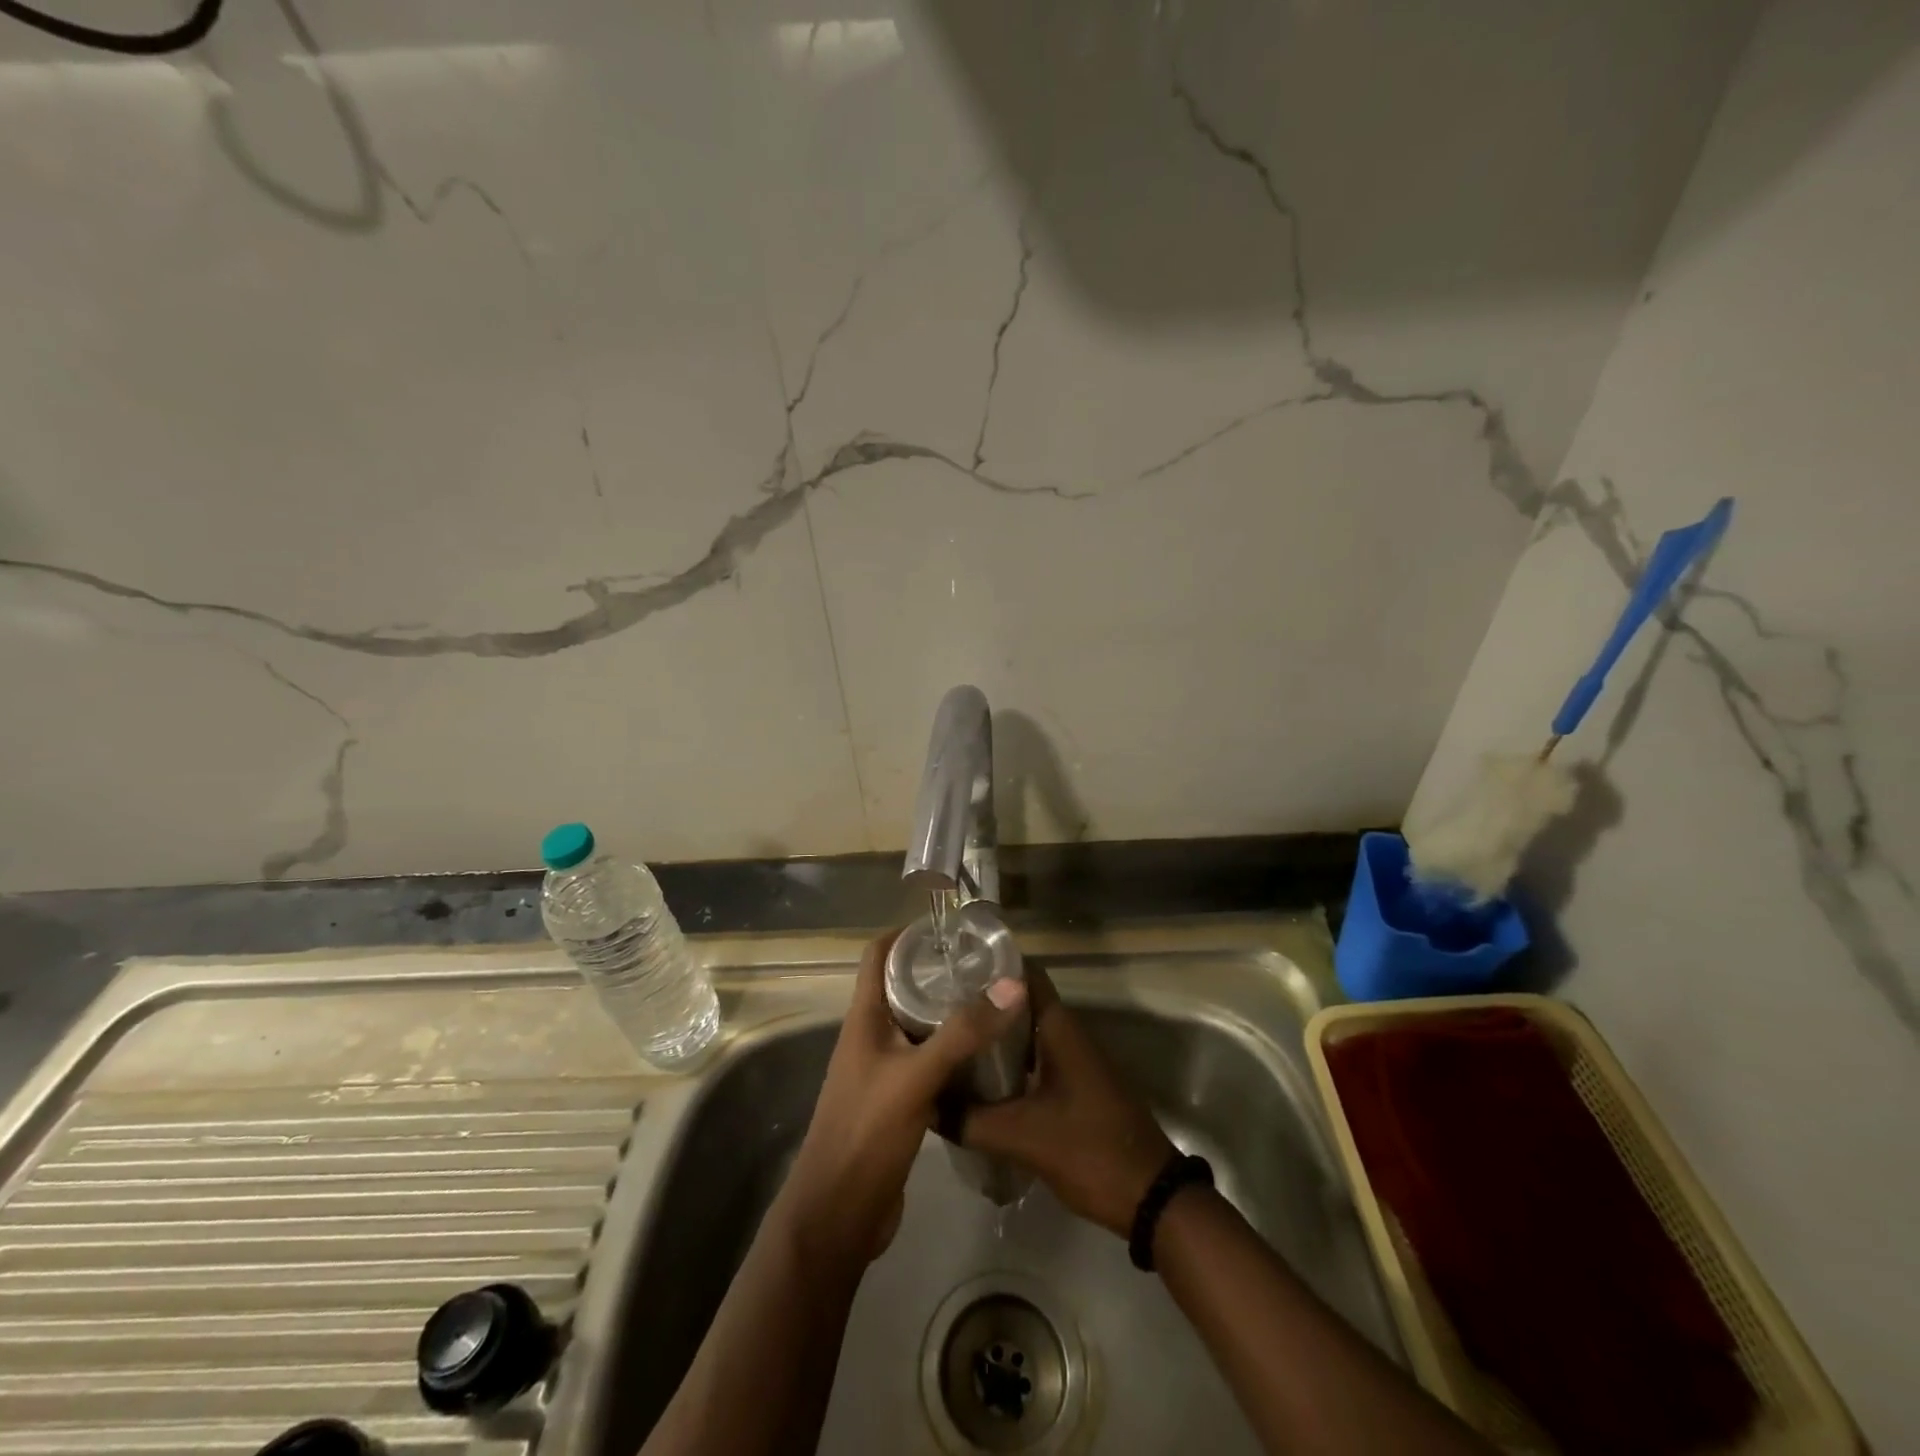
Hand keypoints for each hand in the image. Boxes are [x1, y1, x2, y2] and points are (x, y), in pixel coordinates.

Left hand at [781, 929, 1028, 1268]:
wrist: (838, 1215)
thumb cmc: (866, 1132)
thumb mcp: (916, 1076)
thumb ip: (962, 1033)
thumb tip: (1013, 985)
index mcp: (864, 1018)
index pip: (878, 955)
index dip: (908, 933)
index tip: (951, 926)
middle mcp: (872, 1036)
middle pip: (903, 987)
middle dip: (940, 971)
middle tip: (988, 964)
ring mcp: (884, 1070)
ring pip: (920, 1026)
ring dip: (950, 1012)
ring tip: (995, 1001)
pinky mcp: (899, 1100)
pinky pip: (928, 1061)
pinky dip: (953, 1051)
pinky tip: (987, 1055)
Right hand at [961, 969, 1175, 1237]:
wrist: (1150, 1197)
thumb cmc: (1089, 1150)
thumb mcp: (1022, 1136)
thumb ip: (970, 1119)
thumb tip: (927, 1104)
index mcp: (1059, 1027)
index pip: (1024, 973)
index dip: (990, 963)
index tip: (951, 966)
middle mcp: (1066, 1034)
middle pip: (1019, 1003)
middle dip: (982, 1003)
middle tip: (936, 1006)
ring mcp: (1072, 1061)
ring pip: (1025, 1034)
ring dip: (993, 1036)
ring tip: (948, 1040)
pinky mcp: (1073, 1087)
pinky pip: (1034, 1061)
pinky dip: (1007, 1063)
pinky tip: (977, 1081)